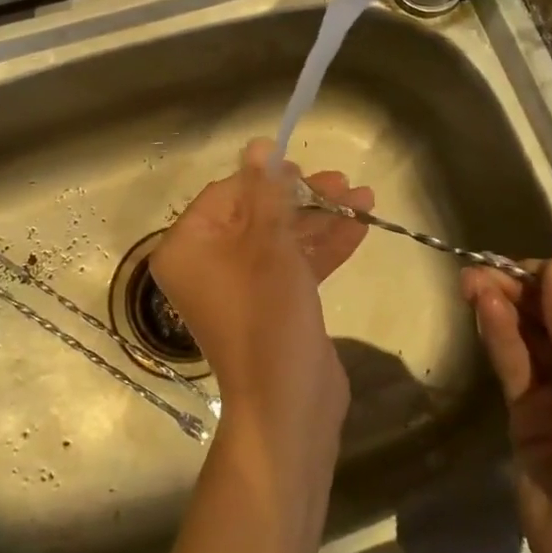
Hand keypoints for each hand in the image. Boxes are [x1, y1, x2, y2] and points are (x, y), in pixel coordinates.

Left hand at [152, 141, 371, 446]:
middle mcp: (207, 263)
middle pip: (255, 214)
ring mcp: (241, 285)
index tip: (304, 168)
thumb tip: (257, 145)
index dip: (266, 178)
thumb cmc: (268, 318)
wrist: (290, 407)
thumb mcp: (270, 246)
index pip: (226, 194)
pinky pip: (293, 265)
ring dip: (320, 219)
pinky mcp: (271, 304)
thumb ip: (266, 193)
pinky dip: (323, 247)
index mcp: (188, 247)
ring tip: (363, 198)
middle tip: (342, 182)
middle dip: (302, 198)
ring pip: (279, 238)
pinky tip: (361, 225)